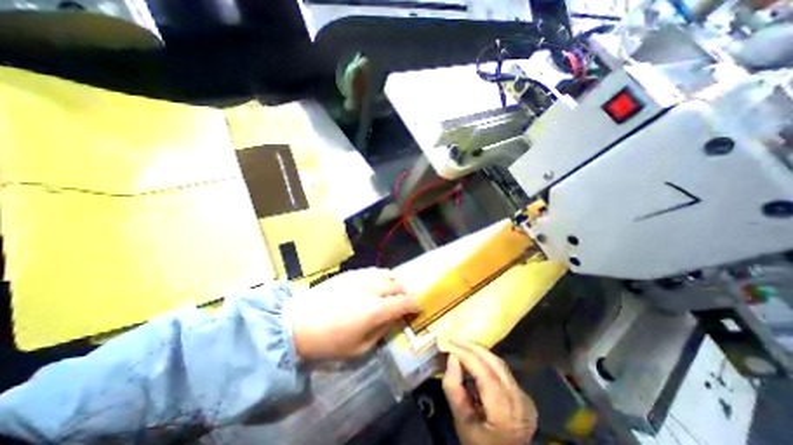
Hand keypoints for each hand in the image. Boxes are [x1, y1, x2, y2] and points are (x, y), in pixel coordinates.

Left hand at [291, 267, 419, 361]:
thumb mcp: (359, 349)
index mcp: (376, 310)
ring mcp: (360, 278)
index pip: (404, 302)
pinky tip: (375, 283)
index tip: (418, 308)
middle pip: (397, 284)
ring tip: (391, 290)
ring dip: (394, 281)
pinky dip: (379, 275)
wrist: (297, 324)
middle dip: (405, 292)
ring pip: (386, 273)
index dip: (414, 305)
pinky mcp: (349, 273)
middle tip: (404, 301)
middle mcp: (372, 289)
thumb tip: (393, 319)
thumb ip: (381, 331)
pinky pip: (372, 270)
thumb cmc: (328, 342)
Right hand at [440, 340, 538, 444]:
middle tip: (453, 340)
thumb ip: (454, 388)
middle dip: (472, 348)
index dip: (466, 355)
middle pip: (494, 364)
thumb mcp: (460, 420)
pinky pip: (502, 369)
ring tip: (461, 345)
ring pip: (499, 363)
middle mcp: (520, 402)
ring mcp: (525, 398)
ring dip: (479, 351)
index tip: (449, 344)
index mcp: (505, 414)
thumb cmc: (477, 443)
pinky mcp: (524, 395)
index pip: (485, 373)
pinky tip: (473, 357)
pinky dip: (486, 360)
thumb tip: (451, 357)